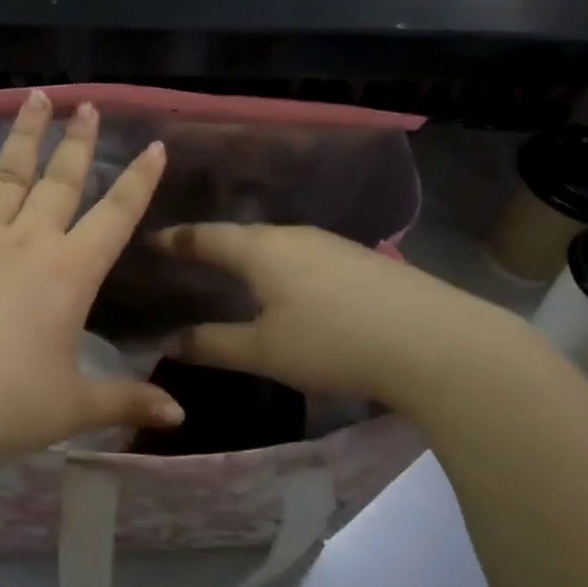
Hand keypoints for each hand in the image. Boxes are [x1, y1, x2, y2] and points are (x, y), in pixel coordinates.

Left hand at [0, 91, 182, 477]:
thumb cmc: (3, 405)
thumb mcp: (73, 407)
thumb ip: (127, 402)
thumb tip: (179, 417)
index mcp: (71, 273)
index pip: (116, 215)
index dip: (139, 180)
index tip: (154, 145)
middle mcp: (29, 242)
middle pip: (61, 179)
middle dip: (78, 140)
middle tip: (87, 104)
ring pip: (9, 174)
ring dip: (25, 134)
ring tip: (35, 97)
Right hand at [156, 223, 513, 409]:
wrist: (434, 342)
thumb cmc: (332, 342)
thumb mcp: (264, 351)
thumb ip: (213, 345)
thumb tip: (169, 343)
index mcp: (261, 249)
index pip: (206, 237)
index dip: (177, 240)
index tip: (153, 240)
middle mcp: (294, 235)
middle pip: (243, 235)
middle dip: (214, 245)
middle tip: (190, 258)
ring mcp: (333, 245)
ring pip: (278, 244)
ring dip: (252, 256)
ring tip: (235, 272)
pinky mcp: (363, 261)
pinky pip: (306, 256)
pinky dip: (284, 267)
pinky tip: (291, 288)